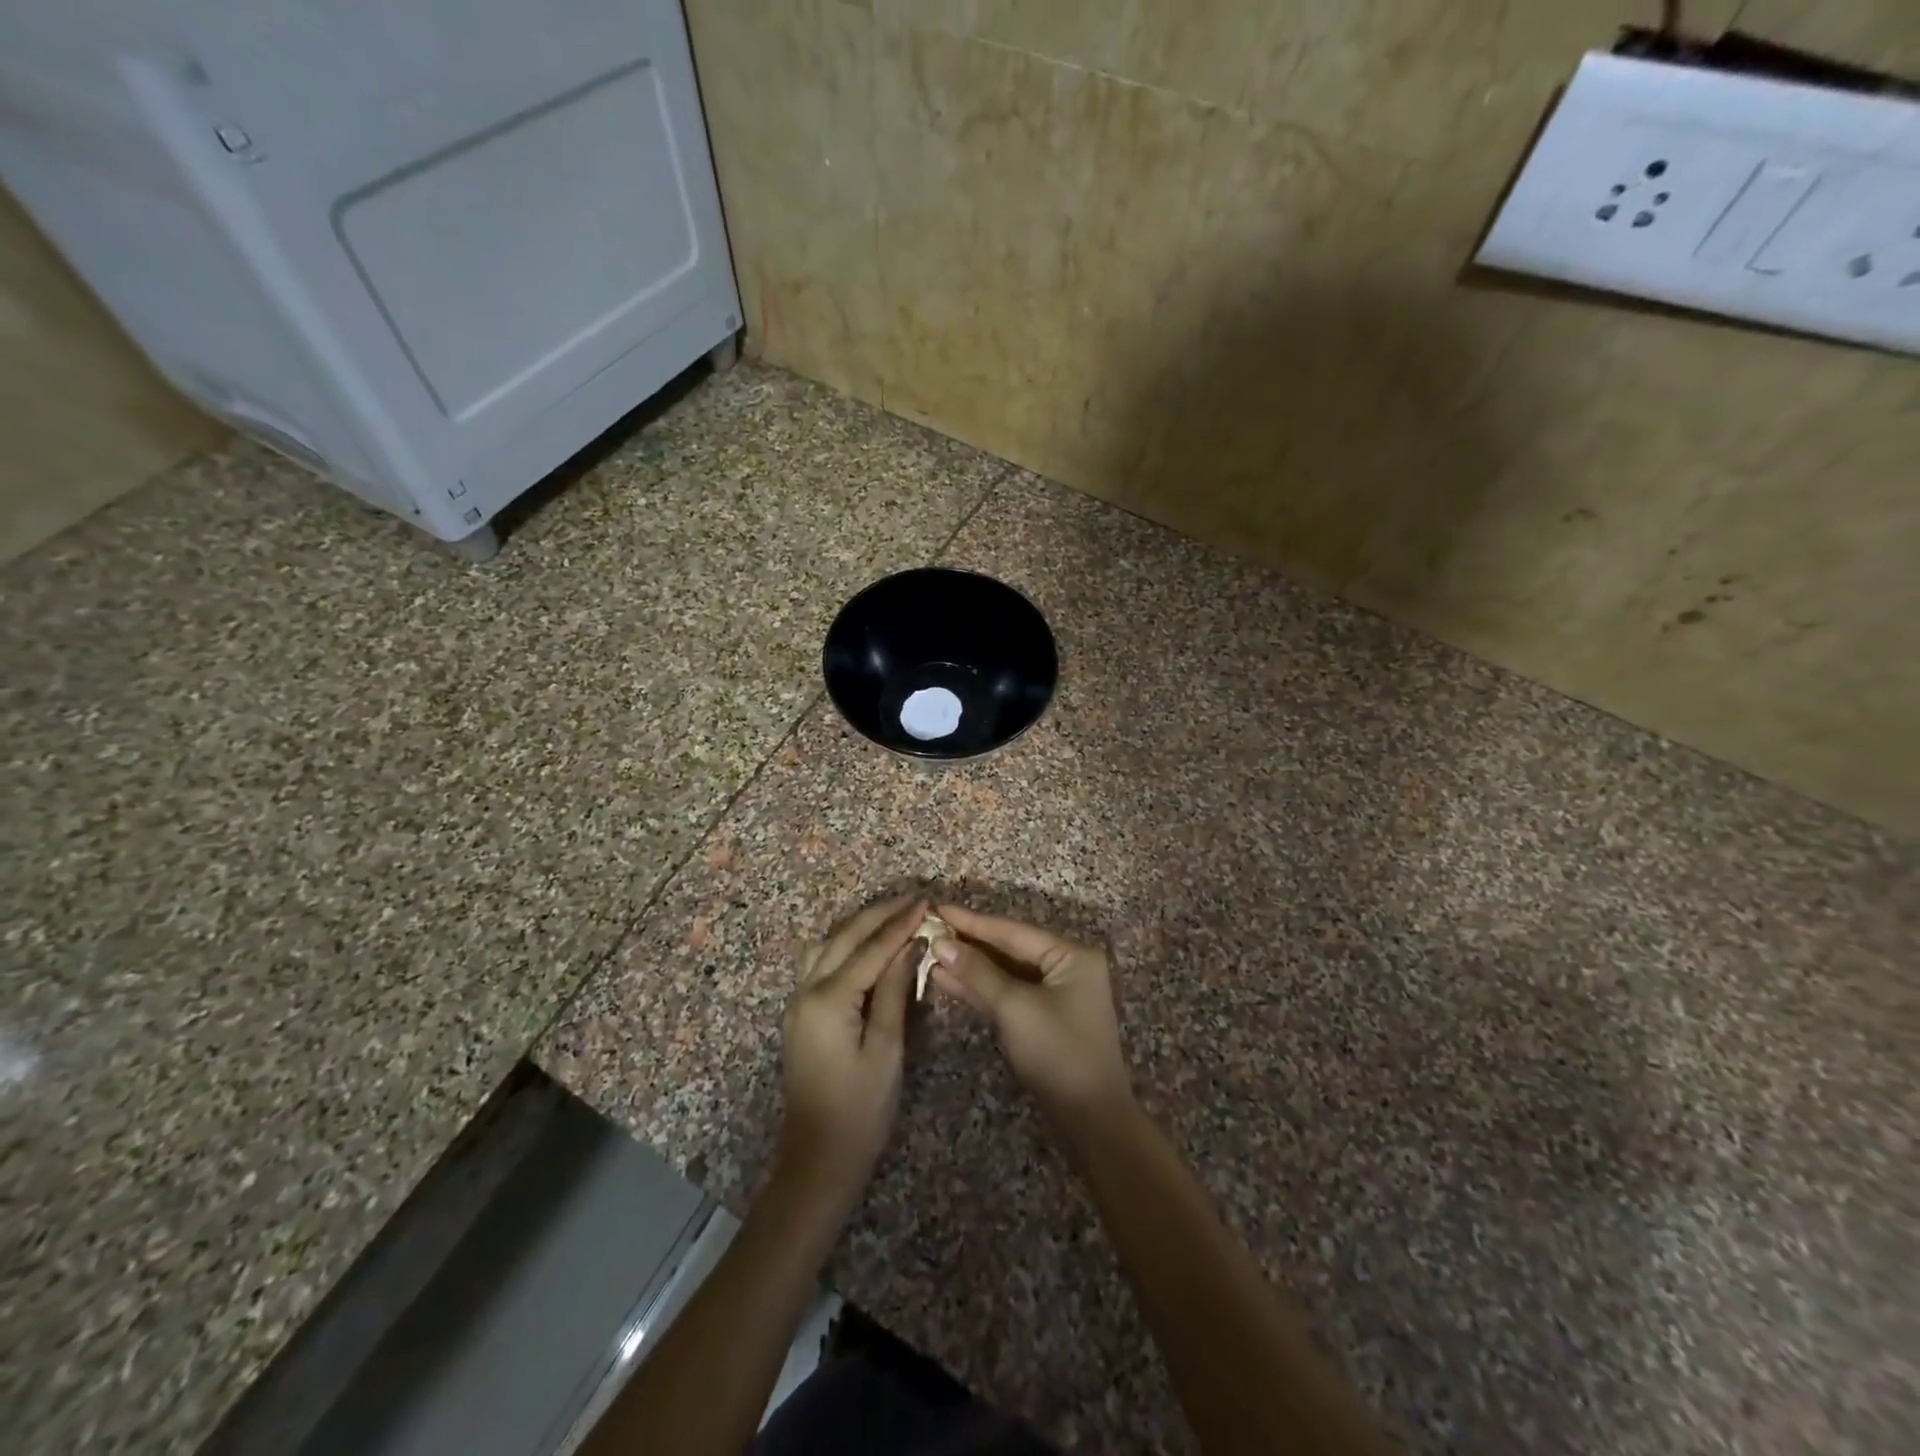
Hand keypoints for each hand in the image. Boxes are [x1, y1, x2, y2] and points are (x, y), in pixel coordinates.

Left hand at [778, 896, 921, 1207]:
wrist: (817, 1160)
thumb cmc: (860, 1111)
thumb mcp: (887, 1051)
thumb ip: (895, 993)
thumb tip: (911, 946)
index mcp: (828, 1000)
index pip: (870, 949)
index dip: (900, 924)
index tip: (926, 902)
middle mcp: (806, 991)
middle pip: (844, 938)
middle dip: (879, 915)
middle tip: (913, 898)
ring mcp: (798, 1001)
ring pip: (827, 945)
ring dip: (859, 925)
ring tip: (892, 913)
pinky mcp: (800, 1013)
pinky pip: (820, 962)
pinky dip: (845, 944)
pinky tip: (864, 943)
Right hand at [930, 904, 1133, 1136]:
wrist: (1090, 1118)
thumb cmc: (1058, 1052)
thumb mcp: (1015, 1007)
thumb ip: (978, 973)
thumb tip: (942, 943)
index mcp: (1071, 955)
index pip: (1013, 931)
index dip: (973, 921)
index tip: (938, 908)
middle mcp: (1066, 966)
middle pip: (1009, 948)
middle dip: (969, 943)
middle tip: (930, 928)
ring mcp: (1055, 993)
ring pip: (1005, 972)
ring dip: (970, 966)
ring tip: (930, 953)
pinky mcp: (1043, 1016)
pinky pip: (1008, 992)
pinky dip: (980, 988)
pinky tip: (947, 980)